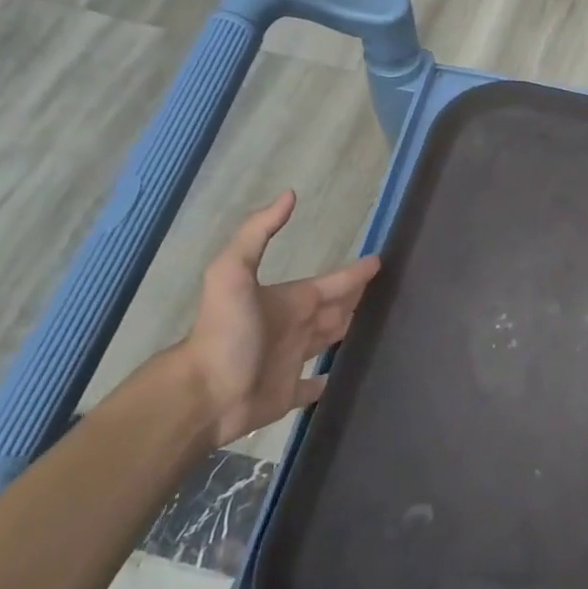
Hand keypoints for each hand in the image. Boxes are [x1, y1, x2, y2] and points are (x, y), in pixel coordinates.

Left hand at [180, 191, 379, 445]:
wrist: (204, 393)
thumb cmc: (226, 332)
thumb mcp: (233, 272)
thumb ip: (257, 232)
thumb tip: (289, 194)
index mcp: (289, 302)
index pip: (331, 283)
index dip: (354, 273)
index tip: (378, 261)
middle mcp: (294, 328)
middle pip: (332, 310)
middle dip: (353, 299)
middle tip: (383, 293)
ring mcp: (290, 362)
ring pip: (326, 342)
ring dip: (344, 332)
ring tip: (372, 326)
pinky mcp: (287, 394)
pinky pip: (313, 386)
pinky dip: (326, 382)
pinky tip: (341, 377)